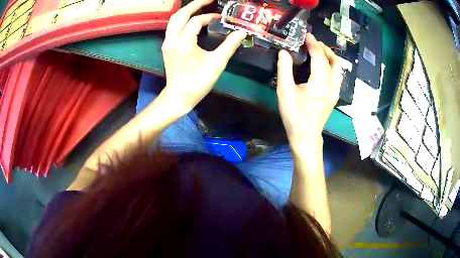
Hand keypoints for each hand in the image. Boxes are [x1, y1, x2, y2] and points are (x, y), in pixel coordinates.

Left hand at [161, 0, 246, 112]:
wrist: (179, 97)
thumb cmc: (198, 82)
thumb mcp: (217, 64)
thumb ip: (229, 45)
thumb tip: (242, 32)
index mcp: (183, 43)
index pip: (195, 21)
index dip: (209, 16)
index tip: (220, 18)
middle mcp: (172, 40)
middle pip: (180, 14)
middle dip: (194, 4)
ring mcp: (167, 43)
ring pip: (174, 19)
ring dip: (187, 11)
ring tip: (200, 6)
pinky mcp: (166, 46)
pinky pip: (173, 27)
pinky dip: (182, 19)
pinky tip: (191, 20)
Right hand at [277, 33, 342, 146]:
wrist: (306, 135)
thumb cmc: (294, 115)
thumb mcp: (284, 91)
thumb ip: (284, 69)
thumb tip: (284, 52)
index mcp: (319, 84)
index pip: (320, 57)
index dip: (313, 44)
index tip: (307, 35)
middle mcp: (331, 85)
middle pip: (333, 60)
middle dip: (323, 48)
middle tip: (312, 41)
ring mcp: (335, 91)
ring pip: (338, 67)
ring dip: (329, 56)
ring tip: (318, 49)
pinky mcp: (335, 95)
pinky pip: (337, 74)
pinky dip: (331, 64)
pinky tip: (322, 64)